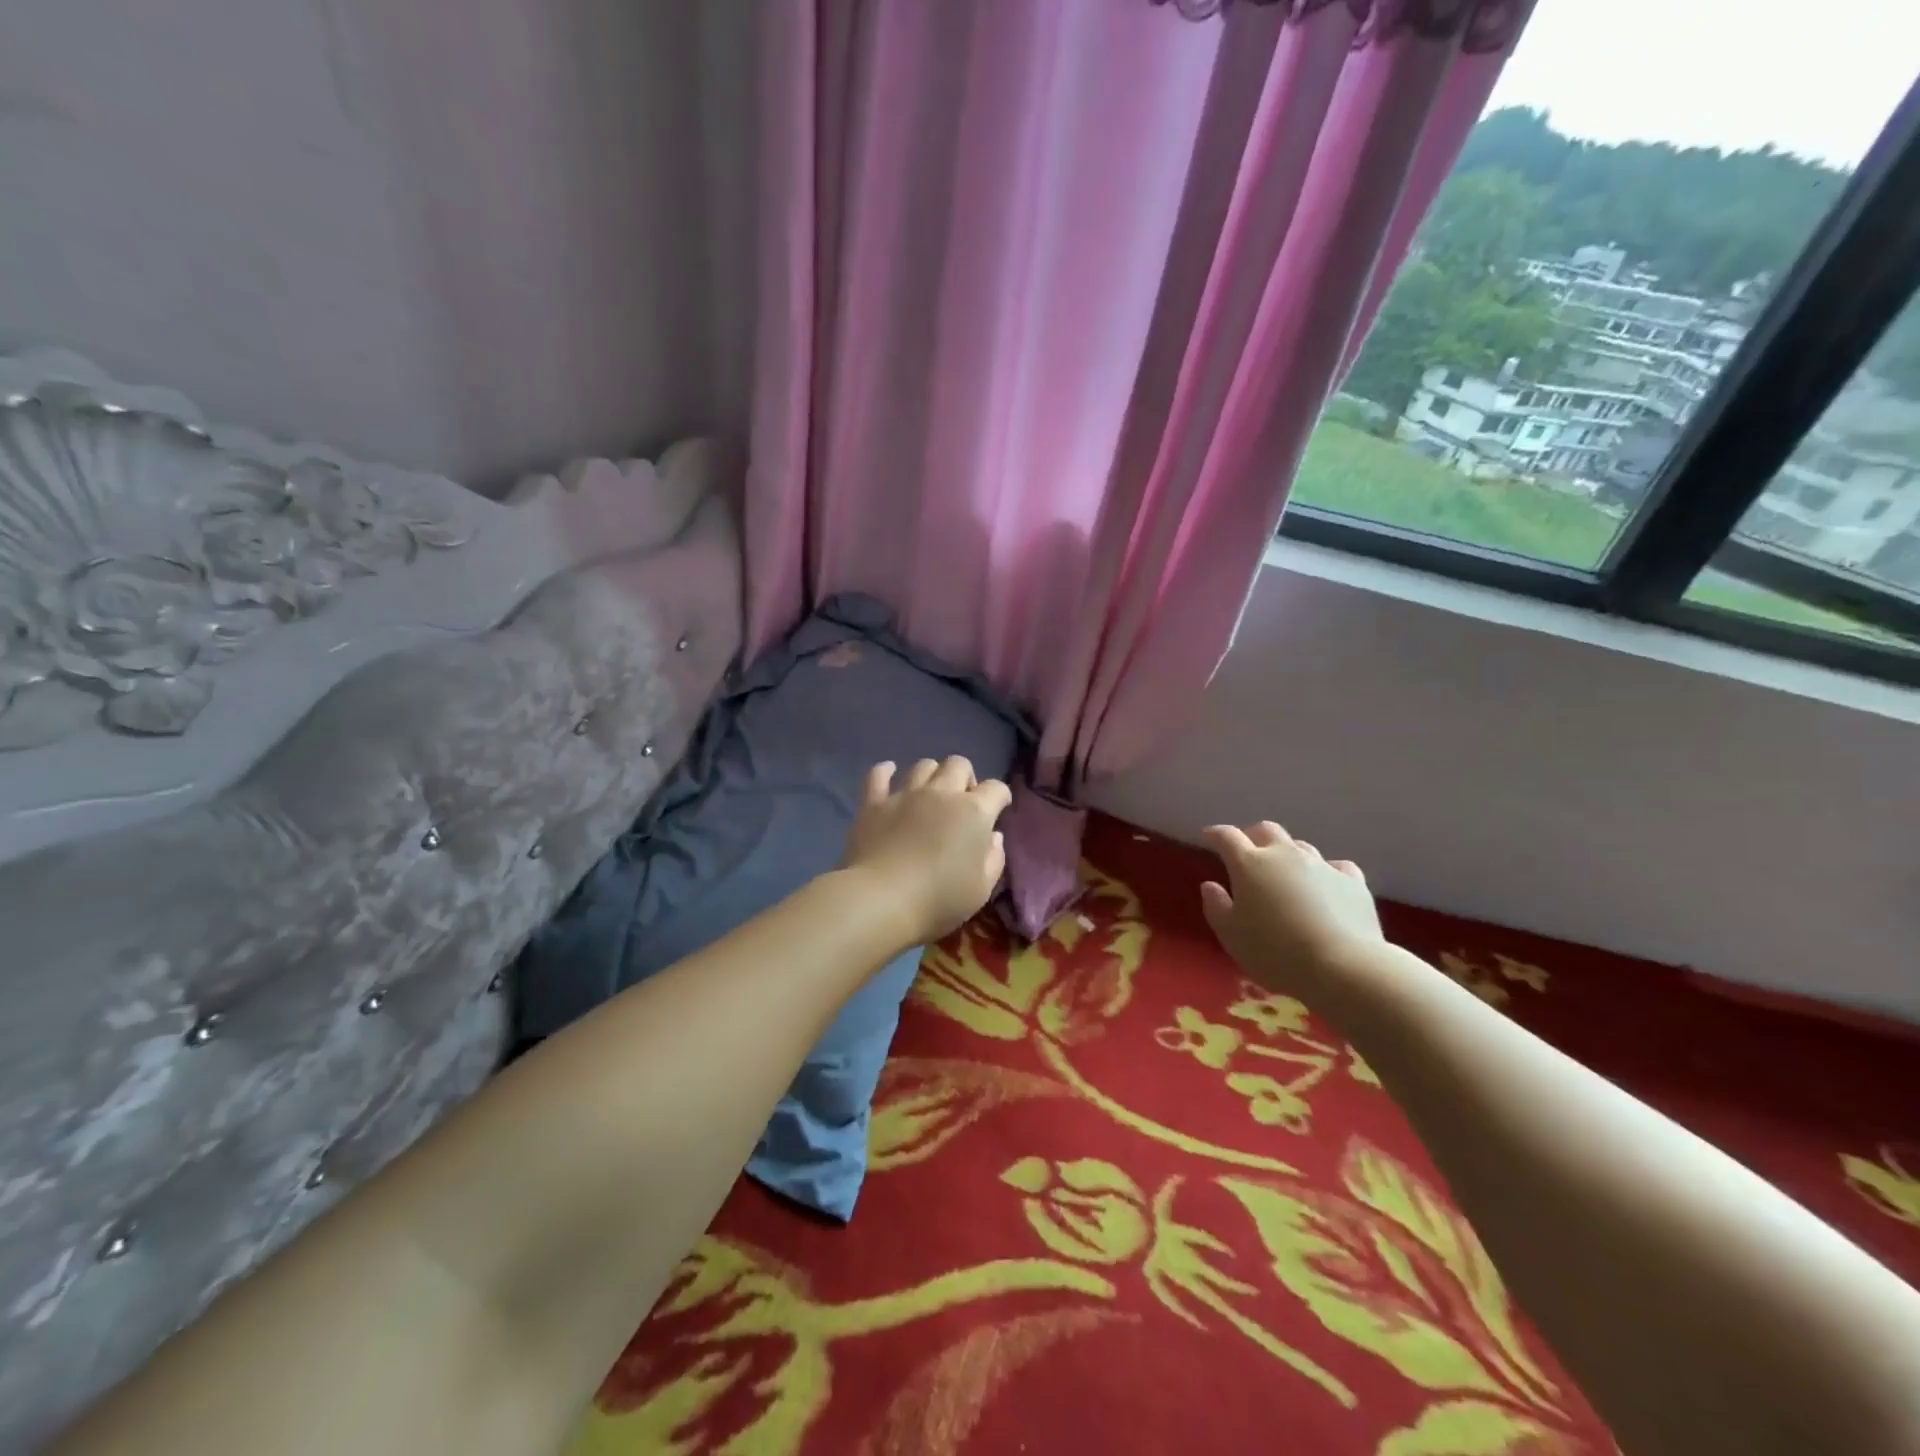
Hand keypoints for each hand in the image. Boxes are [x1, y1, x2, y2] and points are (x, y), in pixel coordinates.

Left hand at [840, 758, 1011, 945]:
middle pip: (958, 764)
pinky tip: (889, 774)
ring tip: (929, 794)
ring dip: (932, 774)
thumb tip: (993, 837)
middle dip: (965, 777)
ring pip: (923, 765)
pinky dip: (885, 771)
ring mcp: (905, 794)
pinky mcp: (873, 803)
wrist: (881, 900)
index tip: (998, 810)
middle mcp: (941, 793)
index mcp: (973, 812)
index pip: (996, 788)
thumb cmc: (939, 900)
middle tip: (962, 802)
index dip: (1000, 797)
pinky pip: (878, 774)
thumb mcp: (981, 889)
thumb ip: (993, 859)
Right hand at [1200, 821, 1383, 990]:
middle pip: (1267, 830)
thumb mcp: (1231, 935)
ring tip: (1286, 875)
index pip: (1227, 836)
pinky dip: (1325, 872)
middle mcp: (1285, 855)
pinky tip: (1326, 886)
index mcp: (1250, 864)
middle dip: (1254, 836)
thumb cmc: (1275, 952)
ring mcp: (1322, 865)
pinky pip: (1335, 867)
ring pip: (1301, 847)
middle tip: (1248, 852)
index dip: (1216, 833)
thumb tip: (1210, 885)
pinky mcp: (1352, 881)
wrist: (1342, 967)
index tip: (1209, 835)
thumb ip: (1216, 907)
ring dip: (1289, 855)